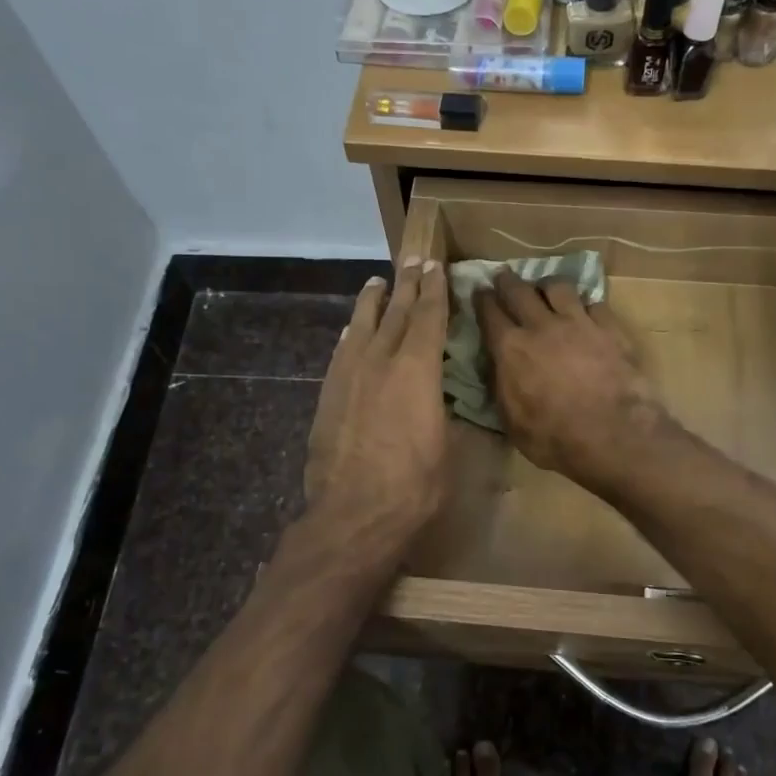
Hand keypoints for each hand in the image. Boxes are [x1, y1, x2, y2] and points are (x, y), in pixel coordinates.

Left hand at [305, 261, 450, 555]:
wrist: (353, 514)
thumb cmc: (414, 486)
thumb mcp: (446, 447)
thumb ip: (441, 411)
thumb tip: (440, 397)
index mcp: (418, 371)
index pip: (429, 318)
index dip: (435, 290)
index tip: (436, 266)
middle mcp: (381, 362)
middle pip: (396, 313)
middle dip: (407, 285)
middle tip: (413, 261)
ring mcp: (349, 377)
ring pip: (362, 327)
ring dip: (372, 302)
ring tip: (377, 283)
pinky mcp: (329, 396)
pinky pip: (341, 353)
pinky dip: (350, 336)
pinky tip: (350, 331)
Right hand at [475, 272, 667, 490]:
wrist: (615, 436)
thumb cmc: (555, 439)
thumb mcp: (512, 422)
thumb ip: (502, 387)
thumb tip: (497, 367)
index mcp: (510, 349)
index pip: (489, 312)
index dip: (481, 299)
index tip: (478, 291)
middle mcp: (541, 326)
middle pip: (519, 290)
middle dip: (508, 281)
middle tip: (504, 278)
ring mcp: (579, 323)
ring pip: (558, 287)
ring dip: (547, 285)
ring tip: (546, 289)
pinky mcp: (610, 328)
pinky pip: (594, 303)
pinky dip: (585, 305)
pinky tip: (586, 312)